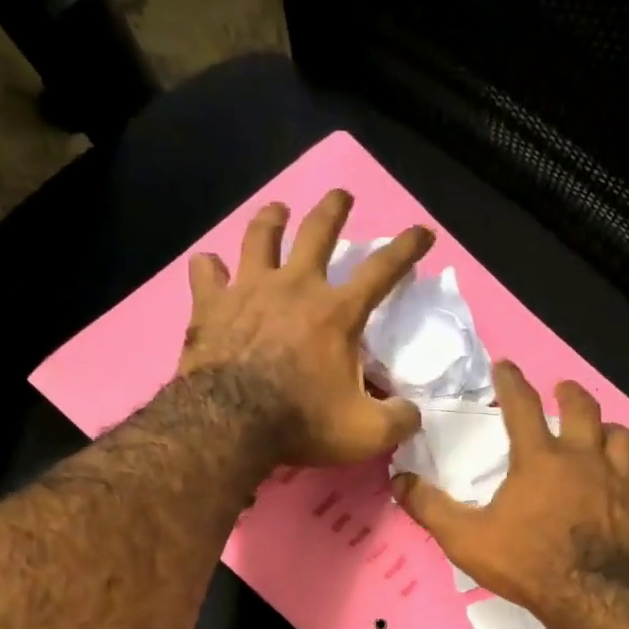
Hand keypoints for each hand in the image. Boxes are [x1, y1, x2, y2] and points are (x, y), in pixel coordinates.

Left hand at [178, 190, 432, 465]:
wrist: (231, 423)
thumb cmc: (302, 424)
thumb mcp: (366, 433)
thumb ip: (397, 420)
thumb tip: (412, 413)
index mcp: (337, 313)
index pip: (382, 270)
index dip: (407, 248)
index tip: (422, 231)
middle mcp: (295, 287)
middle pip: (317, 231)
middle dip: (333, 209)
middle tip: (341, 196)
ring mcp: (248, 290)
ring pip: (260, 236)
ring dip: (272, 219)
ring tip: (277, 210)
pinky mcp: (210, 305)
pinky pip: (206, 271)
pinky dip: (210, 267)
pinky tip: (211, 267)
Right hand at [391, 361, 628, 626]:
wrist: (591, 598)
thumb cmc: (526, 563)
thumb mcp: (465, 538)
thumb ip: (431, 508)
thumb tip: (398, 480)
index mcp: (540, 459)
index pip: (522, 406)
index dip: (512, 382)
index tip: (506, 366)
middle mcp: (585, 460)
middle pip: (584, 410)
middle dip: (571, 393)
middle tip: (564, 389)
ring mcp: (622, 484)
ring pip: (625, 441)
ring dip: (612, 433)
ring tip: (604, 434)